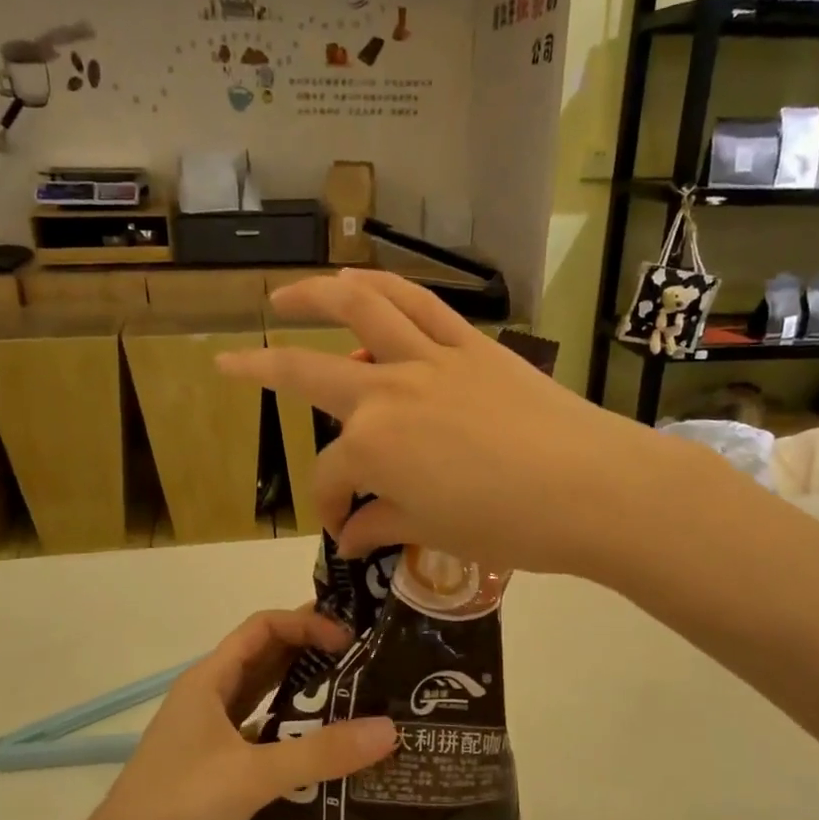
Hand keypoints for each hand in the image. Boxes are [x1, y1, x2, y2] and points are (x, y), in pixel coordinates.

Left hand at [66, 609, 397, 819]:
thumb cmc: (177, 806)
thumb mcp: (253, 774)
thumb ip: (320, 752)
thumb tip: (390, 729)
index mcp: (209, 680)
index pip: (263, 627)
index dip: (306, 624)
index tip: (350, 640)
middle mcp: (208, 699)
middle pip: (265, 658)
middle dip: (311, 652)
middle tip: (365, 661)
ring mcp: (209, 737)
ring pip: (263, 699)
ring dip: (303, 693)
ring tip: (356, 699)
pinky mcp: (214, 771)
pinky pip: (261, 737)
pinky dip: (291, 735)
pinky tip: (324, 753)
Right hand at [217, 269, 668, 574]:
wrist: (591, 487)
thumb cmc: (508, 524)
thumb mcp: (434, 532)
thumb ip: (382, 524)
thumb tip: (350, 537)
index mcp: (373, 447)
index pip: (333, 478)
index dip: (330, 507)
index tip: (345, 530)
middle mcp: (386, 391)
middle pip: (308, 376)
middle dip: (260, 371)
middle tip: (227, 362)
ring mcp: (428, 358)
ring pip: (359, 309)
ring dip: (312, 296)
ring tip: (284, 297)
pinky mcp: (470, 343)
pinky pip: (419, 303)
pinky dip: (383, 287)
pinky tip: (362, 282)